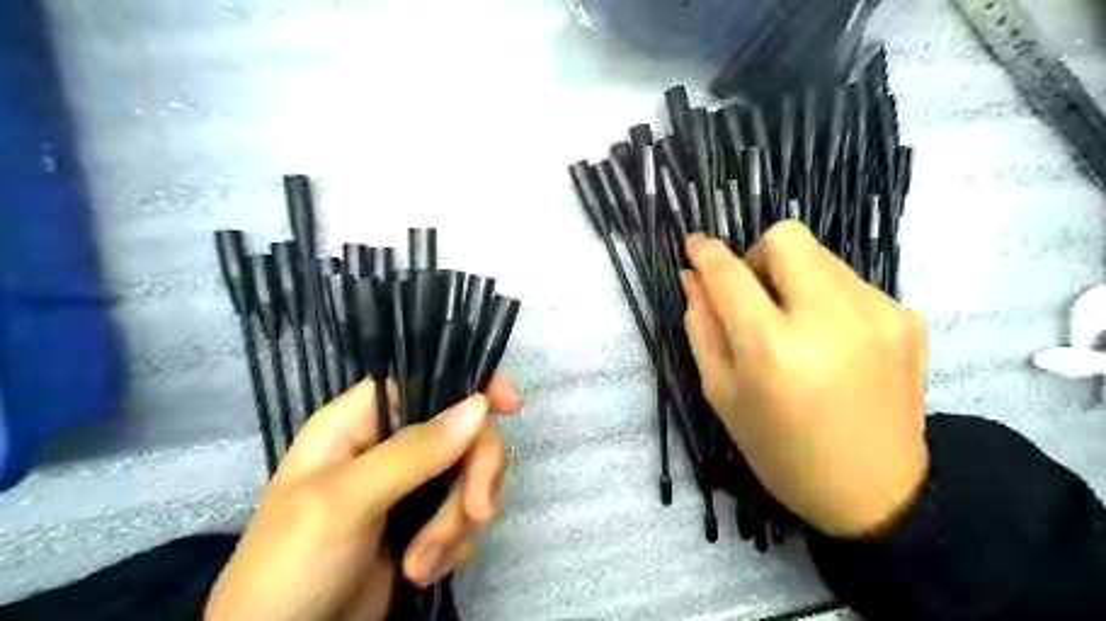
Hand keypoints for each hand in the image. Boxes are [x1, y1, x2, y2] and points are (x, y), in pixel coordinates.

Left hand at [201, 373, 523, 620]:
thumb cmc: (291, 564)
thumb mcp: (345, 502)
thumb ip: (412, 453)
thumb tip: (478, 407)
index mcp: (360, 422)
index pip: (425, 381)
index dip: (471, 385)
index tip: (511, 405)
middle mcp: (390, 446)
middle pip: (463, 432)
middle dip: (474, 475)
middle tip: (477, 512)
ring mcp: (410, 486)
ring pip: (470, 477)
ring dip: (457, 523)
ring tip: (422, 562)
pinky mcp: (424, 524)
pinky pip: (465, 517)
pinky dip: (454, 547)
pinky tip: (423, 572)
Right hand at [684, 223, 931, 538]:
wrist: (874, 492)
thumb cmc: (780, 450)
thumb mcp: (722, 394)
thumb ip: (702, 327)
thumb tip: (692, 277)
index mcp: (773, 348)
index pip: (730, 274)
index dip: (707, 253)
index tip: (695, 244)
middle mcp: (829, 318)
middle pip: (784, 238)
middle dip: (756, 257)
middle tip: (753, 298)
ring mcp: (877, 313)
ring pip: (819, 255)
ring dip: (792, 278)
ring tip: (794, 326)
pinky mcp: (907, 317)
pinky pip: (849, 280)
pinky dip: (825, 296)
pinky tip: (829, 341)